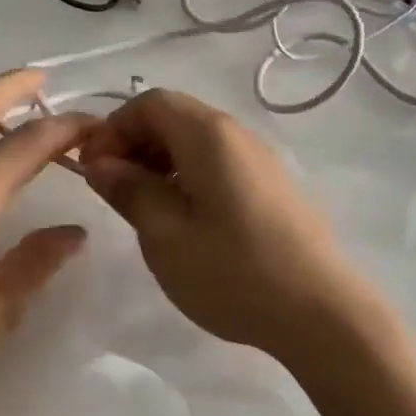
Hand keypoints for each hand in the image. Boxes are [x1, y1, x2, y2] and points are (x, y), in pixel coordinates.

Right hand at [80, 89, 387, 362]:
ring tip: (145, 207)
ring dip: (161, 160)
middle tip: (114, 189)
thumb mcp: (165, 235)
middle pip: (175, 116)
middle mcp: (238, 134)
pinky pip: (220, 162)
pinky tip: (186, 218)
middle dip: (135, 143)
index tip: (93, 170)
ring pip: (198, 140)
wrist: (322, 313)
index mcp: (209, 136)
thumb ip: (129, 190)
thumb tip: (100, 163)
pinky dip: (189, 175)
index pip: (150, 102)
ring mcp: (262, 159)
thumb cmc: (234, 272)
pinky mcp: (274, 185)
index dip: (113, 128)